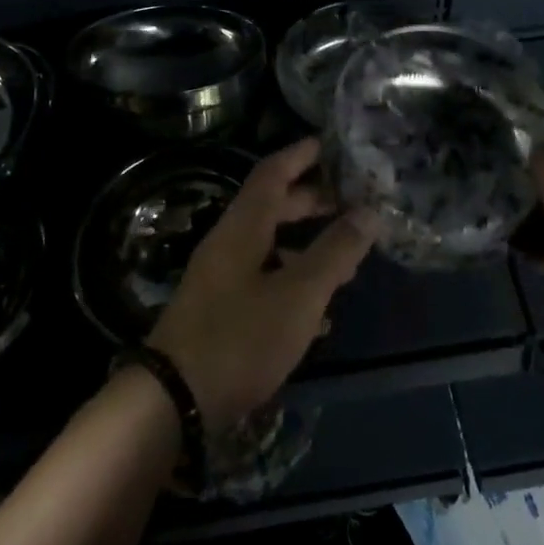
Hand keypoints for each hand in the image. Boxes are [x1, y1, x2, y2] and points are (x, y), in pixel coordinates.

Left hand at [147, 138, 377, 428]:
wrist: (173, 401)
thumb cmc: (240, 336)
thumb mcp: (298, 294)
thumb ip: (335, 251)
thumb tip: (370, 211)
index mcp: (243, 226)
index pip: (273, 172)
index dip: (301, 154)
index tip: (331, 144)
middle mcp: (229, 243)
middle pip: (273, 207)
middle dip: (312, 201)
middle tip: (351, 201)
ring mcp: (222, 279)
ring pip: (270, 246)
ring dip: (306, 245)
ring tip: (345, 258)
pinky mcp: (221, 312)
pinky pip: (264, 281)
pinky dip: (293, 282)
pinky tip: (319, 312)